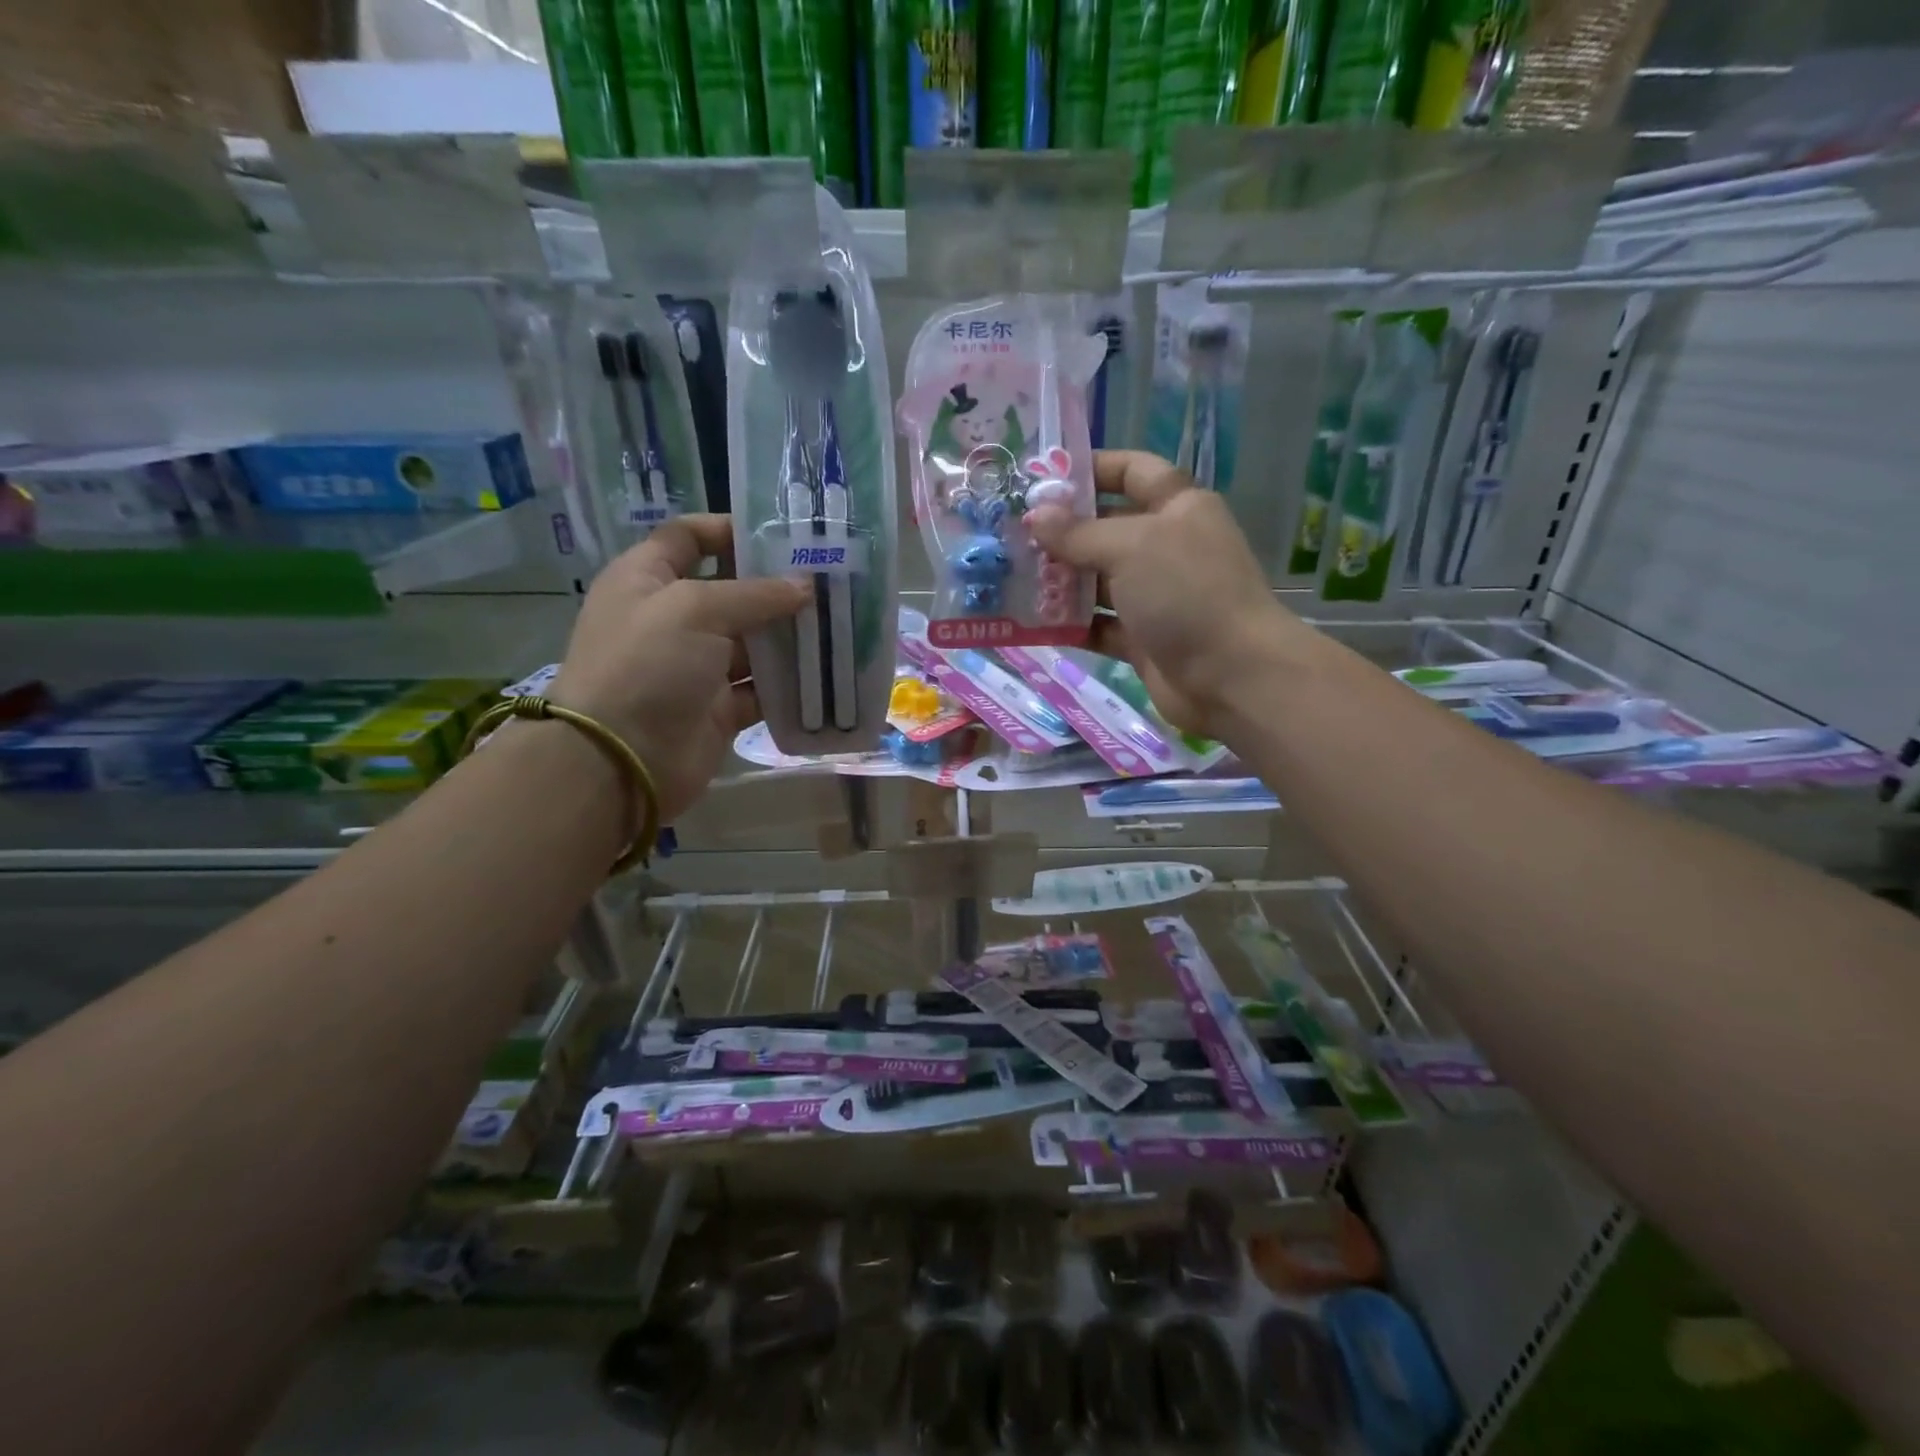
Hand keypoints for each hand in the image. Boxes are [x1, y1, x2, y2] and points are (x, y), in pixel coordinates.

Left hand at [550, 516, 807, 821]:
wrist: (620, 760)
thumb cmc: (647, 664)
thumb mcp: (696, 609)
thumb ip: (755, 593)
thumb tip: (805, 586)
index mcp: (648, 579)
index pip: (689, 538)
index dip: (730, 529)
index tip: (783, 534)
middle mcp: (672, 619)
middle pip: (731, 591)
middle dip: (776, 586)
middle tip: (830, 580)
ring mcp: (696, 667)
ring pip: (752, 643)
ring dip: (790, 636)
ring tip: (840, 622)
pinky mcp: (719, 708)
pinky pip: (761, 689)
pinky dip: (789, 684)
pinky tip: (827, 672)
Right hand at [1026, 451, 1305, 737]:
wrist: (1231, 675)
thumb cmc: (1186, 593)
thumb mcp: (1130, 547)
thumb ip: (1078, 533)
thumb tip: (1034, 516)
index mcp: (1177, 508)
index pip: (1133, 471)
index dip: (1093, 468)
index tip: (1043, 478)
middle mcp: (1166, 547)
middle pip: (1107, 528)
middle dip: (1062, 530)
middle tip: (1009, 533)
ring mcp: (1154, 596)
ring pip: (1098, 580)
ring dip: (1059, 580)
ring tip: (1010, 576)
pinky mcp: (1141, 639)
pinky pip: (1097, 625)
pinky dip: (1069, 625)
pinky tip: (1030, 622)